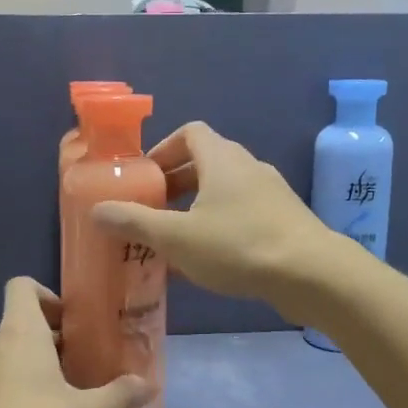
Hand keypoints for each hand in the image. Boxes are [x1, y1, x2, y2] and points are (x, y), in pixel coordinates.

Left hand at [0, 277, 151, 407]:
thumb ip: (121, 395)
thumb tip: (148, 383)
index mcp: (20, 333)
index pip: (22, 287)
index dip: (47, 295)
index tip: (72, 320)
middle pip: (20, 322)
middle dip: (51, 336)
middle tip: (81, 358)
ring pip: (9, 353)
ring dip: (35, 363)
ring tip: (66, 389)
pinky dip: (18, 387)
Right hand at [91, 122, 340, 319]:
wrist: (311, 273)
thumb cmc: (238, 246)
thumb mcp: (177, 237)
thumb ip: (135, 222)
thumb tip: (97, 209)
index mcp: (222, 159)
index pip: (190, 133)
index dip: (163, 150)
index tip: (145, 178)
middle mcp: (249, 167)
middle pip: (206, 162)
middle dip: (176, 183)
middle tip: (153, 210)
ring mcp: (272, 193)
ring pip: (226, 191)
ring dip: (198, 207)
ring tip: (176, 239)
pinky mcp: (285, 220)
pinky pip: (244, 213)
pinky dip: (221, 226)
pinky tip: (209, 261)